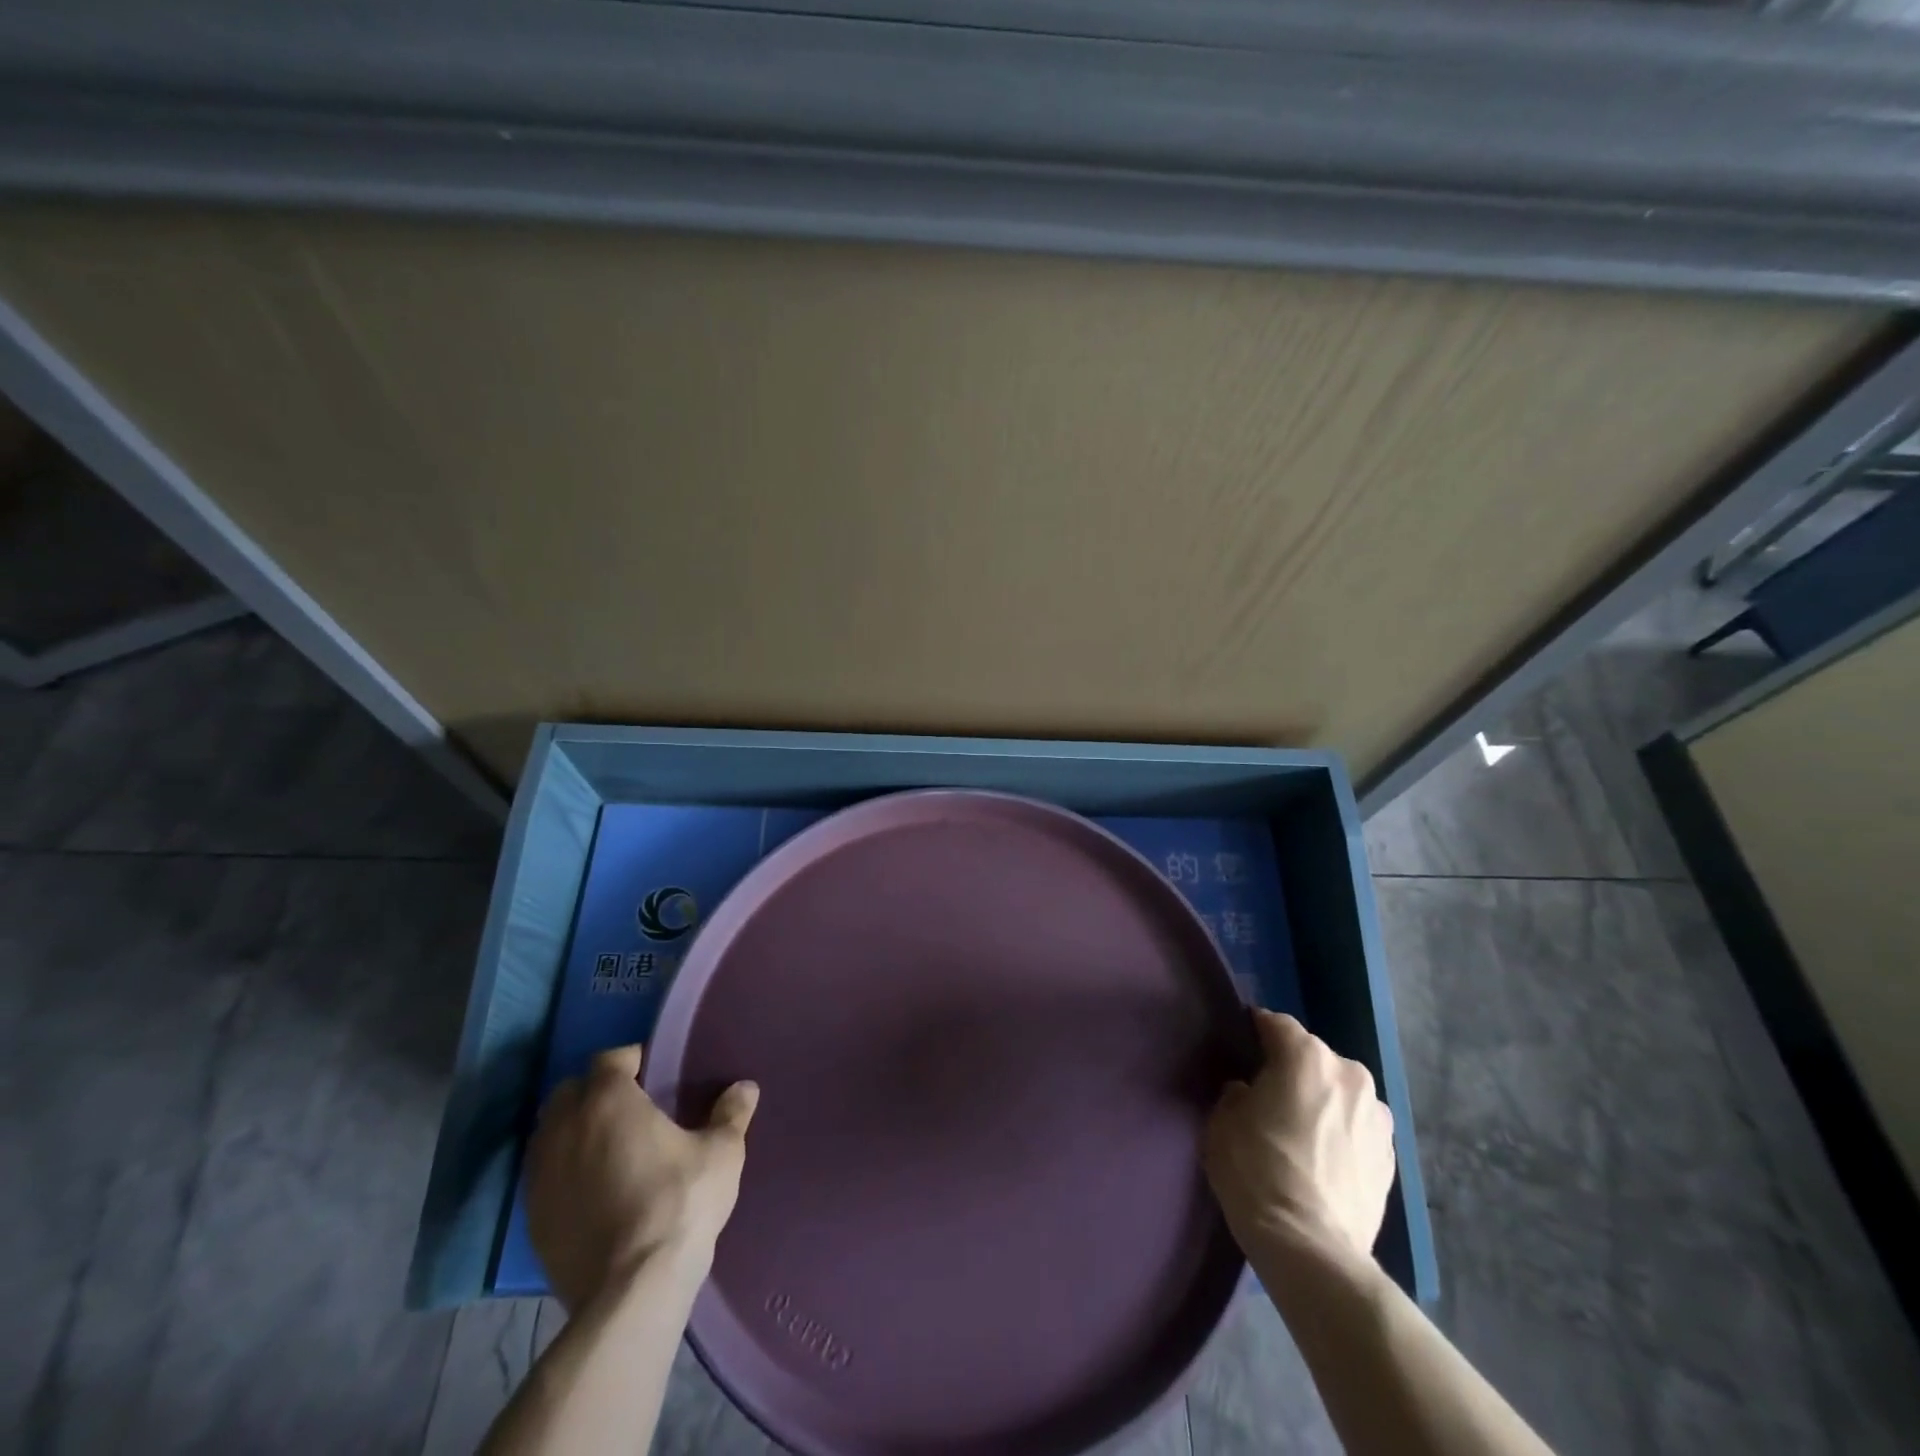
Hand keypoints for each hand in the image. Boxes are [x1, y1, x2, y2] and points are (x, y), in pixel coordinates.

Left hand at [525, 1044, 758, 1310]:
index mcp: (608, 1102)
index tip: (654, 1074)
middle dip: (594, 1091)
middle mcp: (565, 1130)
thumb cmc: (679, 1204)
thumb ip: (731, 1114)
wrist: (631, 1292)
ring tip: (608, 1147)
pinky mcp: (532, 1219)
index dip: (631, 1061)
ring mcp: (541, 1176)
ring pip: (549, 1134)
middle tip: (629, 1108)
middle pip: (569, 1092)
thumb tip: (746, 1087)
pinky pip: (543, 1177)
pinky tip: (592, 1189)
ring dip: (573, 1130)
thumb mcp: (721, 1153)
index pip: (609, 1059)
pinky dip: (563, 1171)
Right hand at [1203, 1010, 1394, 1265]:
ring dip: (1322, 1102)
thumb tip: (1251, 1093)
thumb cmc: (1256, 1171)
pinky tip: (1323, 1161)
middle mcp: (1350, 1074)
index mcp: (1306, 1056)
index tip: (1241, 1047)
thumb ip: (1238, 1093)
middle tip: (1268, 1098)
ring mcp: (1378, 1117)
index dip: (1255, 1032)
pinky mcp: (1392, 1158)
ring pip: (1339, 1093)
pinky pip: (1357, 1129)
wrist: (1311, 1249)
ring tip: (1300, 1134)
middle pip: (1313, 1058)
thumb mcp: (1223, 1122)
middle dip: (1292, 1071)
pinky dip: (1341, 1134)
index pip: (1276, 1024)